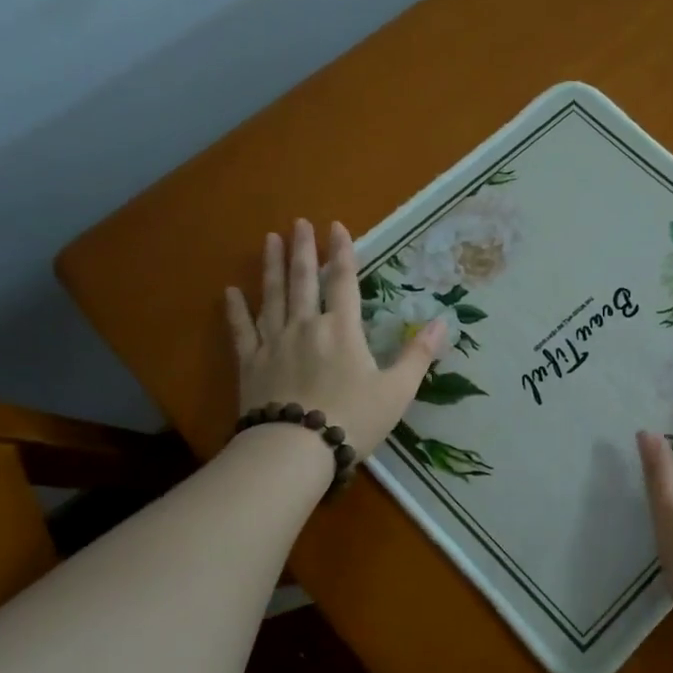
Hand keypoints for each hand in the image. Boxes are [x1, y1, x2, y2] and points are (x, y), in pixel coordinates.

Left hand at [225, 220, 445, 458]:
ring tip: (269, 240)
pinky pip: (242, 330)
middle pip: (304, 280)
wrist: (295, 450)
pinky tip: (230, 291)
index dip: (342, 253)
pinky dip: (236, 310)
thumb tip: (443, 322)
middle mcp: (305, 326)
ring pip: (272, 296)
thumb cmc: (353, 420)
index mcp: (342, 330)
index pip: (343, 281)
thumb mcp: (397, 391)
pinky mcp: (250, 363)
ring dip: (272, 267)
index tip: (336, 226)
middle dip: (303, 249)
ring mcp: (274, 343)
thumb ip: (418, 355)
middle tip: (298, 222)